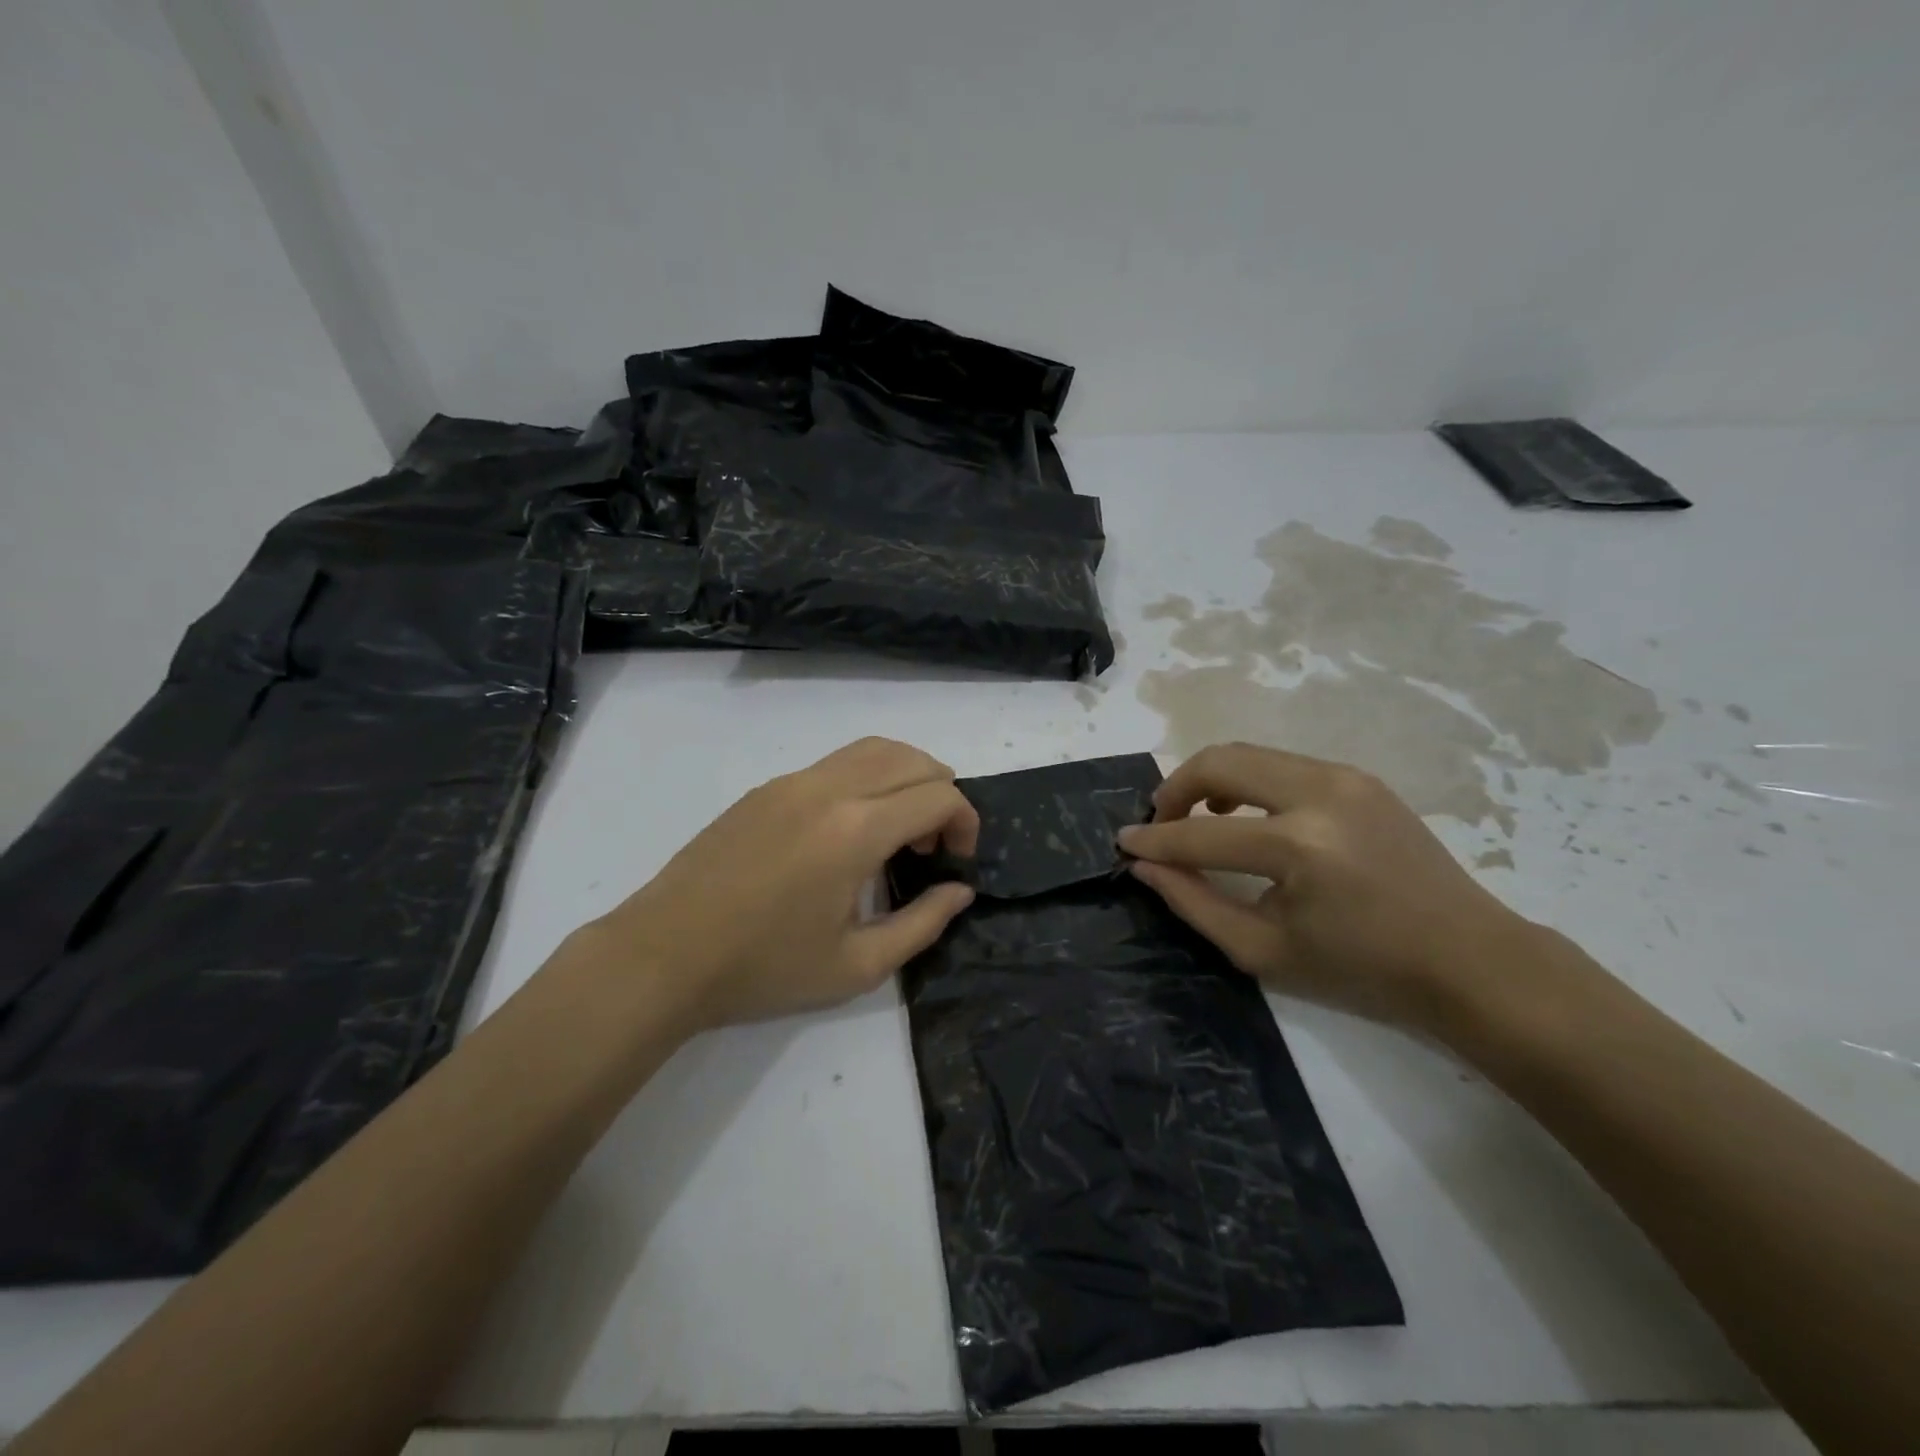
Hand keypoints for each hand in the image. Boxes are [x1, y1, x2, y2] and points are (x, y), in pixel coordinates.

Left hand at [573, 738, 978, 1032]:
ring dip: (905, 777)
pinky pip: (835, 764)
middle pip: (912, 758)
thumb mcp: (857, 966)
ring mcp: (792, 781)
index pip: (939, 795)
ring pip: (873, 749)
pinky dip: (866, 780)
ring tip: (898, 830)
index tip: (956, 861)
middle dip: (941, 794)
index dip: (965, 822)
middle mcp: (829, 789)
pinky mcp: (766, 789)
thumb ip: (923, 923)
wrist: (663, 956)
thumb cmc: (763, 970)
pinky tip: (848, 832)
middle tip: (930, 847)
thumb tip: (960, 889)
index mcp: (855, 830)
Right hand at [1118, 742, 1539, 1029]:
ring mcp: (1345, 777)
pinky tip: (1247, 817)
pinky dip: (1248, 781)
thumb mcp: (1264, 951)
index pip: (1201, 834)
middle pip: (1220, 761)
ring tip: (1199, 819)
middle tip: (1160, 823)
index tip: (1124, 843)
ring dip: (1210, 780)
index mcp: (1300, 847)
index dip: (1154, 840)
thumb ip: (1195, 903)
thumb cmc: (1364, 970)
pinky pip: (1281, 764)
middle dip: (1175, 788)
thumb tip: (1146, 866)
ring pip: (1249, 753)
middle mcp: (1320, 793)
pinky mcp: (1359, 777)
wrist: (1470, 960)